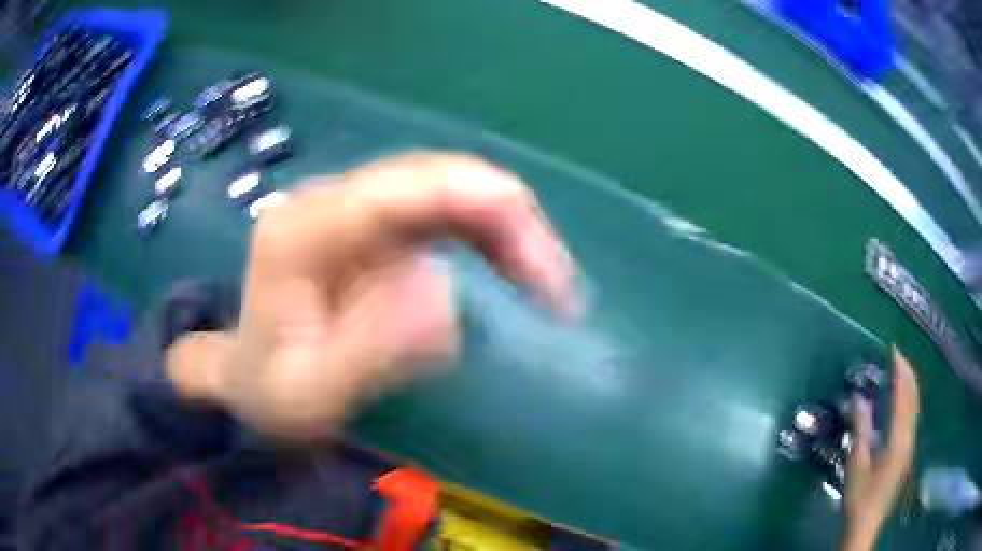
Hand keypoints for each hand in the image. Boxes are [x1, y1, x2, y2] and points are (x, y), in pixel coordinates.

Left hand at [166, 154, 577, 441]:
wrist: (247, 382)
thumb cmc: (271, 394)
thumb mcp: (309, 396)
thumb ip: (367, 351)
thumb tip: (445, 292)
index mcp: (304, 230)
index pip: (405, 190)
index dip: (487, 209)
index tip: (544, 275)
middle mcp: (330, 201)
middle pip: (436, 178)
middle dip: (510, 221)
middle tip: (557, 291)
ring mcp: (352, 209)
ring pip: (448, 190)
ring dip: (507, 228)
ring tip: (546, 286)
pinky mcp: (372, 228)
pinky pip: (444, 213)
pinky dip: (490, 237)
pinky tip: (514, 272)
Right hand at [842, 346, 919, 550]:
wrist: (866, 525)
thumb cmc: (860, 497)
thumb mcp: (856, 464)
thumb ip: (861, 429)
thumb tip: (859, 398)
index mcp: (898, 439)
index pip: (903, 395)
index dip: (900, 371)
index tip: (893, 350)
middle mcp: (909, 437)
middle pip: (913, 397)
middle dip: (907, 373)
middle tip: (897, 355)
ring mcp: (910, 445)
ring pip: (915, 406)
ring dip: (910, 385)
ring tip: (901, 371)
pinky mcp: (906, 453)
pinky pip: (912, 416)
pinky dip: (909, 400)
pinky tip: (903, 401)